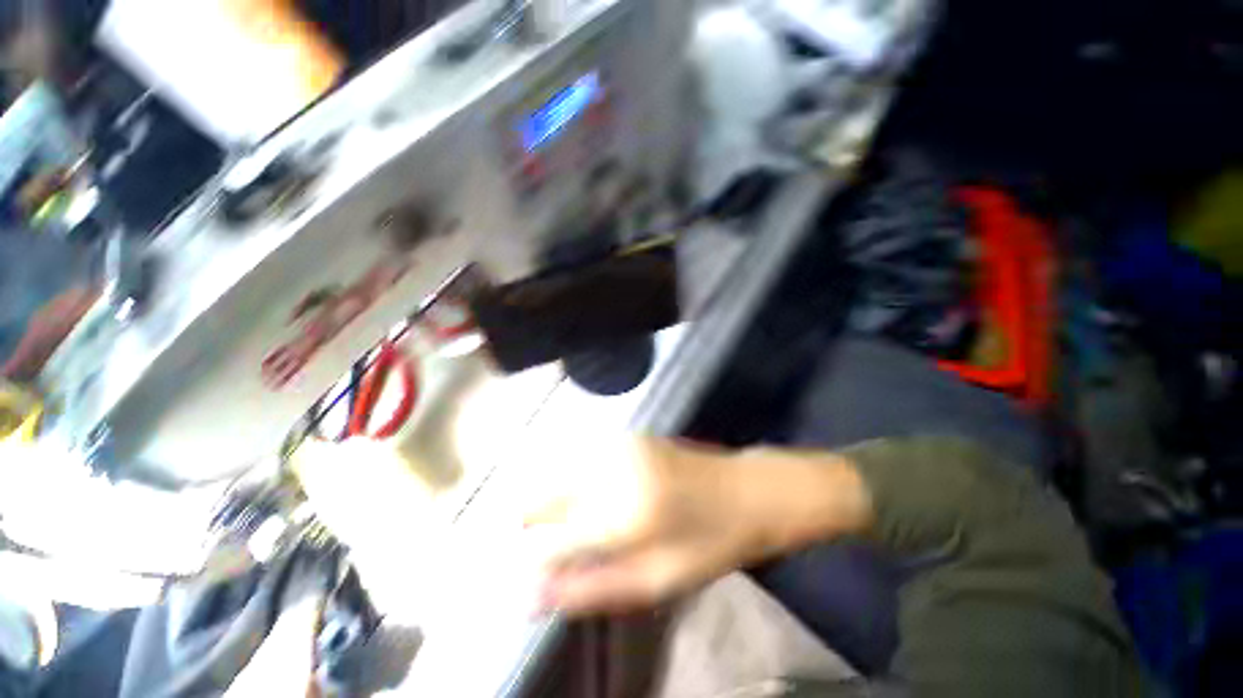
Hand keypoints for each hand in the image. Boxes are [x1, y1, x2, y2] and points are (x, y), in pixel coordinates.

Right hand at [521, 435, 868, 615]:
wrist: (748, 488)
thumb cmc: (710, 541)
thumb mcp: (657, 580)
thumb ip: (592, 586)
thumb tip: (533, 595)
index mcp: (621, 513)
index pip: (548, 539)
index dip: (532, 561)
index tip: (528, 577)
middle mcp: (610, 470)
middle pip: (544, 496)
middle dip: (534, 526)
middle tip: (554, 549)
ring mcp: (618, 446)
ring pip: (558, 474)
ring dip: (553, 503)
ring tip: (576, 526)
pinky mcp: (626, 437)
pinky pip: (580, 460)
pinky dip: (574, 483)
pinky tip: (592, 499)